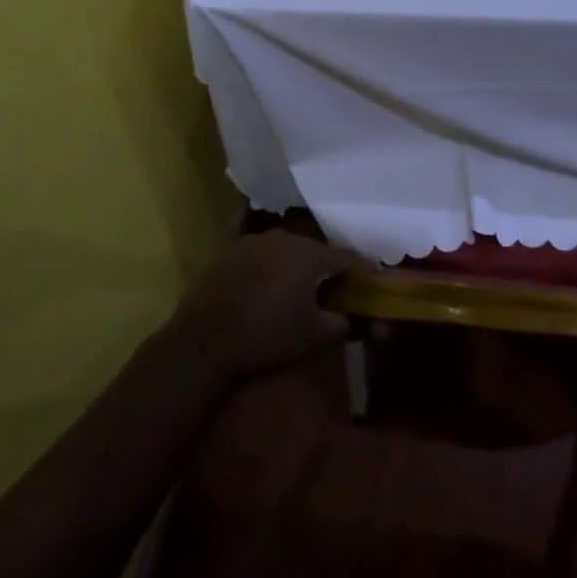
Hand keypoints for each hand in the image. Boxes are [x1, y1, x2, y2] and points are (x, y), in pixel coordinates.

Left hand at [171, 230, 366, 378]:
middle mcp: (283, 238)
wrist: (204, 339)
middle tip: (334, 291)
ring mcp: (252, 242)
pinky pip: (260, 259)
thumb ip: (343, 323)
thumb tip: (357, 320)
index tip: (372, 282)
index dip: (363, 270)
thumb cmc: (267, 334)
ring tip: (298, 292)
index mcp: (310, 253)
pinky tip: (266, 293)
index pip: (347, 257)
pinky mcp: (228, 254)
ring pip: (286, 253)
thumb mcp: (314, 335)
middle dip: (327, 270)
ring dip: (296, 269)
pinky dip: (270, 272)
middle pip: (316, 252)